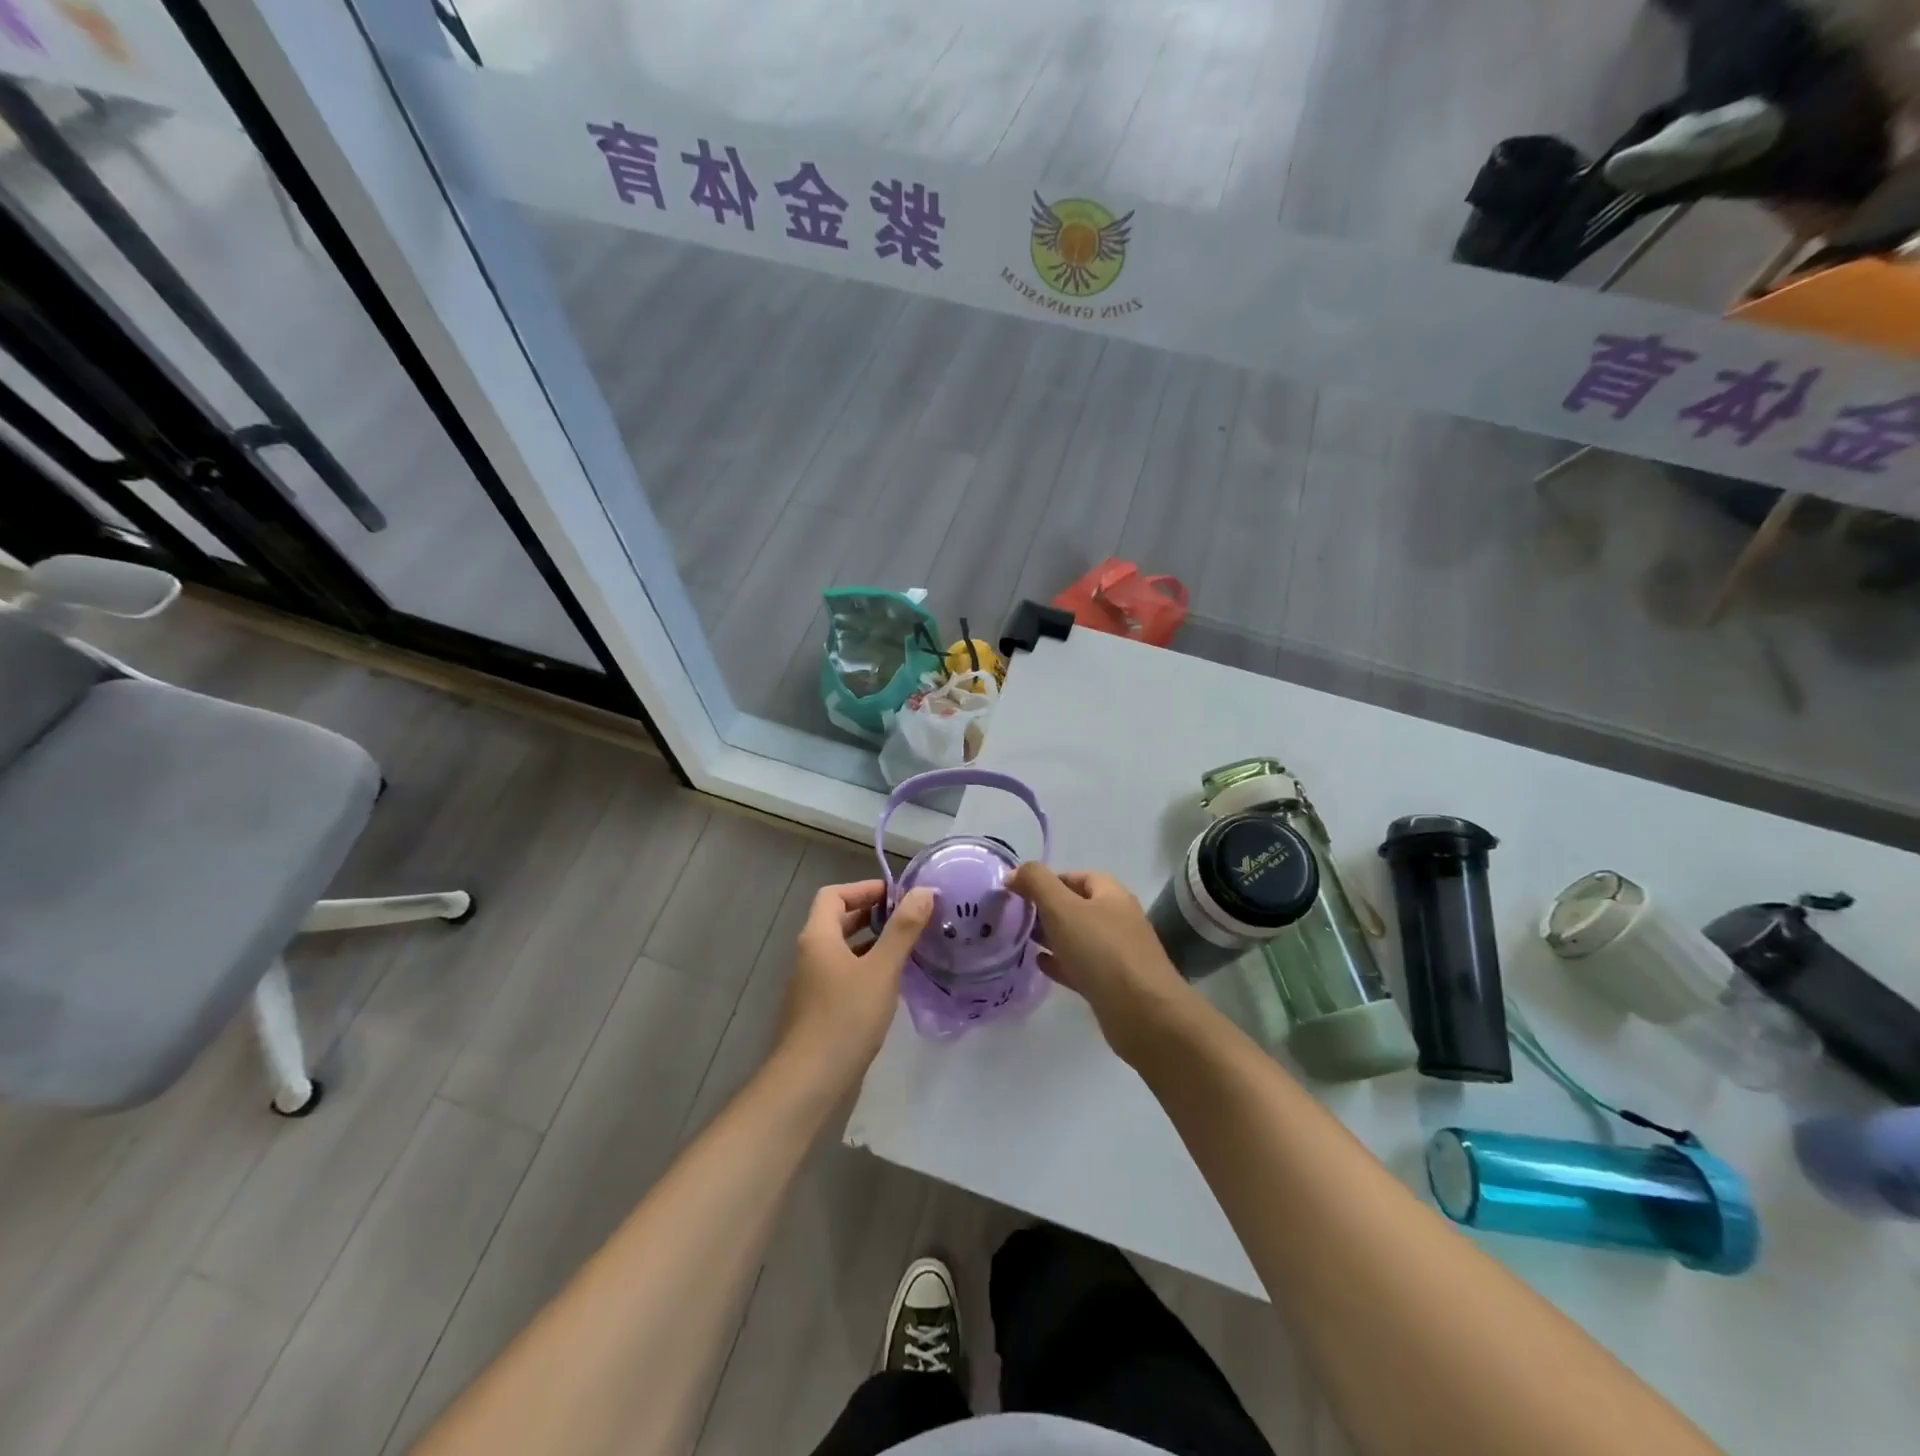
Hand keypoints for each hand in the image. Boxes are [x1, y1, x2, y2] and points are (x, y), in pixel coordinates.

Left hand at [776, 880, 934, 1090]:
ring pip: (842, 949)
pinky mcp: (818, 1008)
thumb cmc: (845, 1018)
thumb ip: (903, 929)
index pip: (834, 894)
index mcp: (818, 936)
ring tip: (908, 947)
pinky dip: (866, 968)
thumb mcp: (881, 970)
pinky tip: (891, 984)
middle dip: (872, 914)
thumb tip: (924, 891)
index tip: (898, 895)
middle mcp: (810, 954)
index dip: (865, 889)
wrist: (808, 1082)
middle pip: (837, 920)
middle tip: (909, 918)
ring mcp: (811, 983)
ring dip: (871, 942)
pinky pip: (843, 974)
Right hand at [1008, 864, 1197, 1064]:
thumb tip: (1014, 873)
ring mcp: (1117, 953)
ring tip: (1022, 939)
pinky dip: (1061, 963)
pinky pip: (1082, 966)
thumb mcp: (1062, 908)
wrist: (1143, 1014)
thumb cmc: (1101, 951)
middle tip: (1016, 917)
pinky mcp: (1113, 984)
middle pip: (1077, 906)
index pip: (1076, 876)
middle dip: (1047, 909)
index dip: (1048, 880)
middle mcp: (1117, 919)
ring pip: (1078, 938)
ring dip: (1052, 936)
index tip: (1019, 892)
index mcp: (1111, 894)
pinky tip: (1040, 965)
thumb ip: (1036, 883)